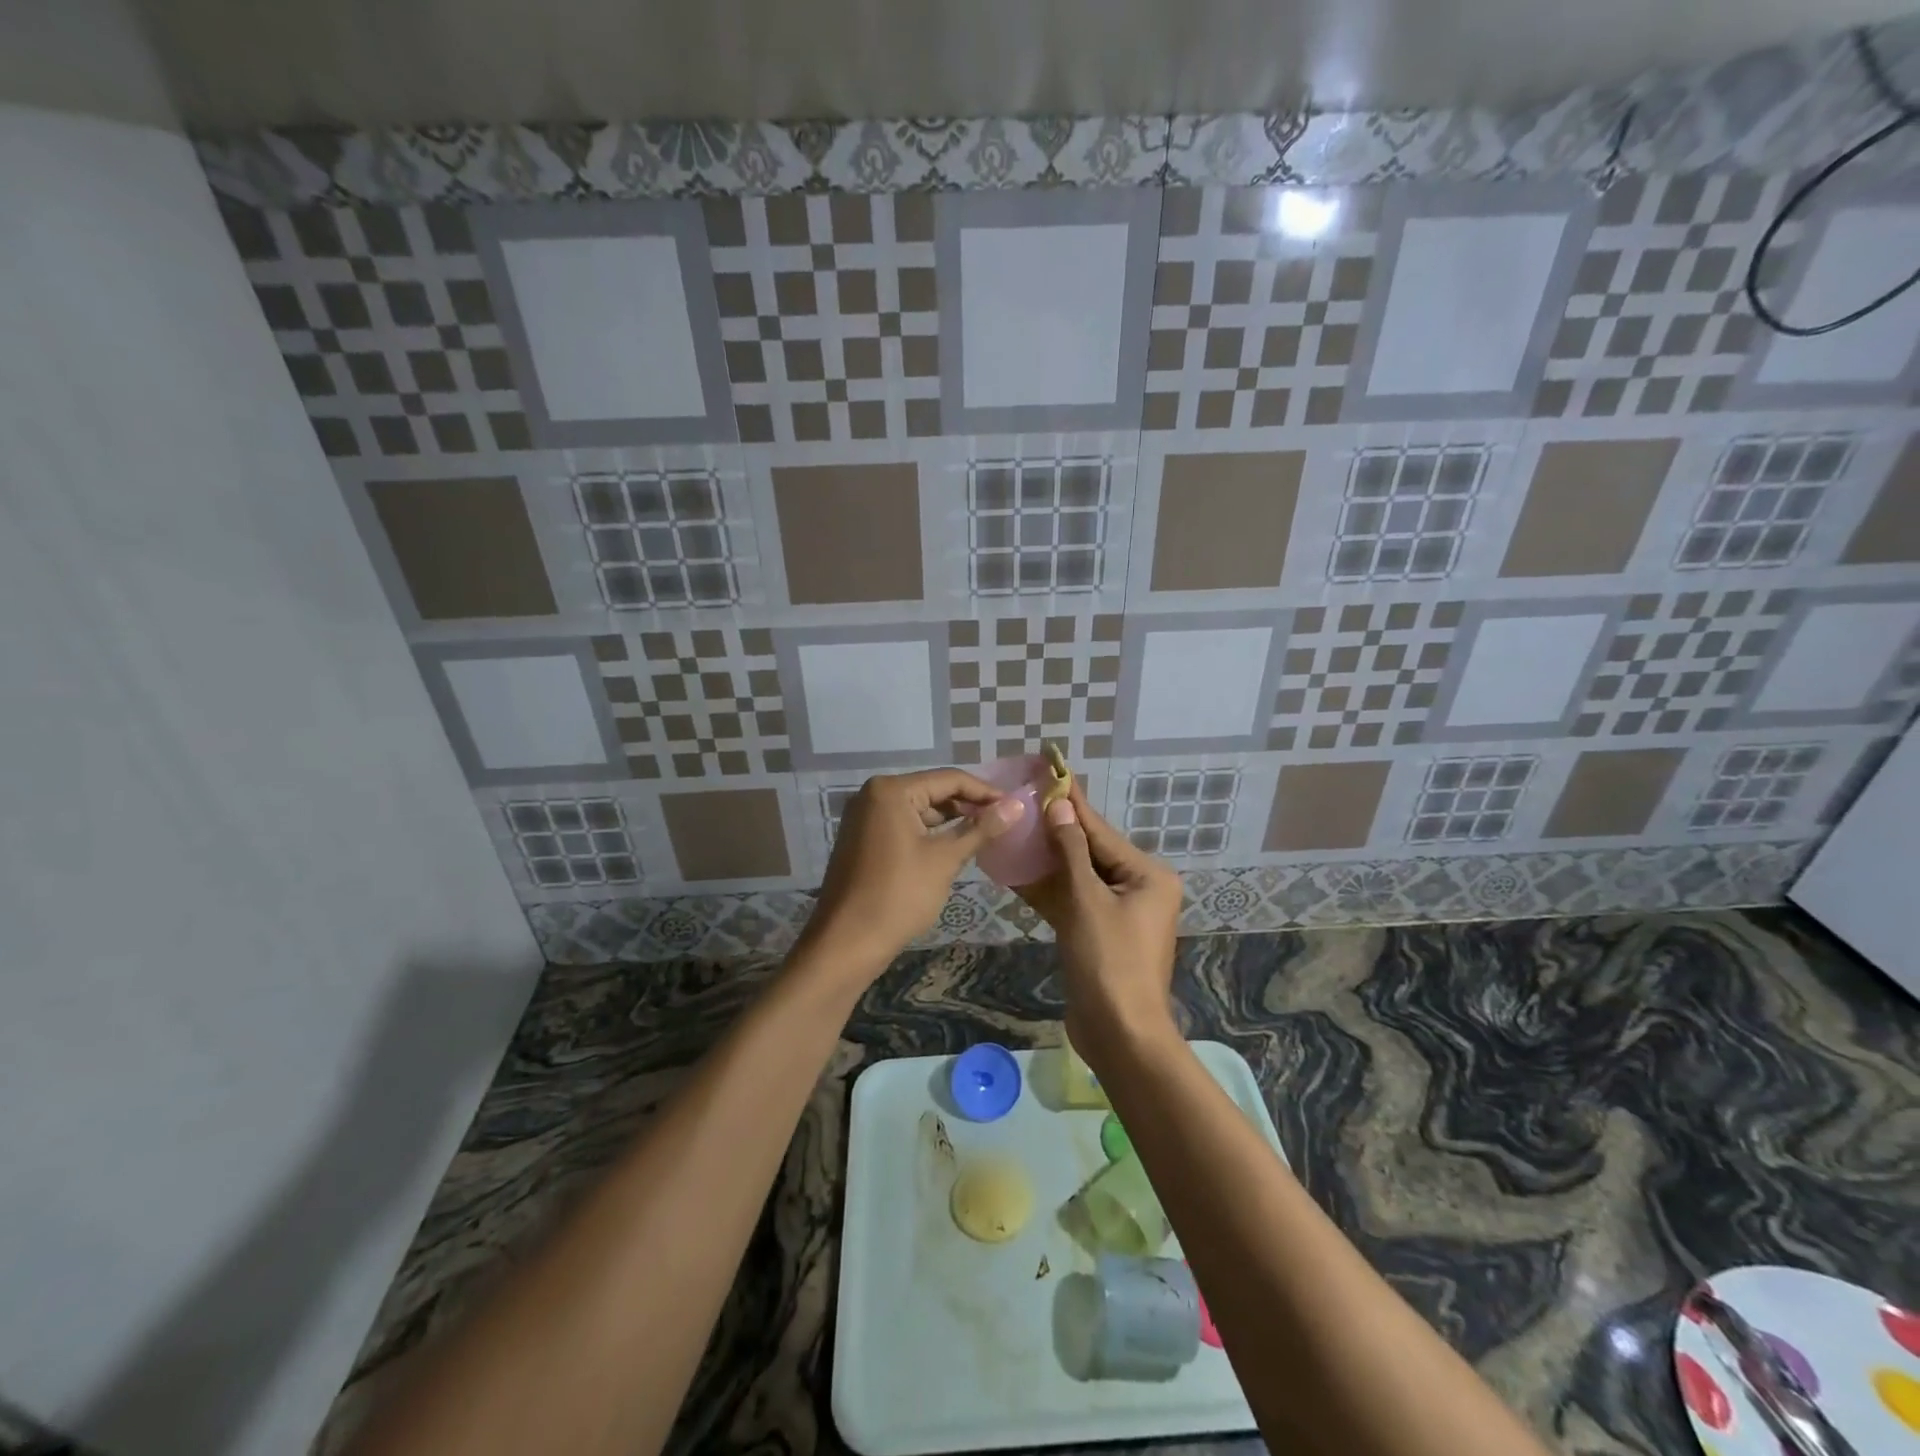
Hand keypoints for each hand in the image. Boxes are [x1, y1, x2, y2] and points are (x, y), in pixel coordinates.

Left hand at [802, 769, 1024, 976]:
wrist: (846, 943)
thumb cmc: (899, 895)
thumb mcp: (945, 859)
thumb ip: (981, 828)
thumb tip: (1017, 805)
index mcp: (891, 790)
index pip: (949, 779)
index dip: (985, 792)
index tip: (1014, 806)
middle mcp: (873, 794)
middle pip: (932, 791)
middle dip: (968, 806)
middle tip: (1003, 822)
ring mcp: (864, 817)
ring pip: (918, 810)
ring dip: (949, 822)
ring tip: (984, 835)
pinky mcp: (862, 839)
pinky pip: (903, 825)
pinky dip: (928, 834)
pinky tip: (953, 848)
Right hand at [1016, 782, 1182, 1072]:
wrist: (1120, 1035)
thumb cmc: (1109, 962)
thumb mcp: (1088, 901)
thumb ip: (1072, 852)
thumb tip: (1060, 807)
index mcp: (1147, 876)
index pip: (1100, 831)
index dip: (1072, 803)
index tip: (1052, 771)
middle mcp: (1138, 889)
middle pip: (1089, 852)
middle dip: (1055, 830)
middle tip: (1025, 799)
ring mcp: (1118, 914)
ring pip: (1077, 877)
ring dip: (1047, 860)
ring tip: (1015, 830)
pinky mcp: (1098, 934)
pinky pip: (1072, 902)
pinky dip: (1048, 891)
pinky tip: (1017, 873)